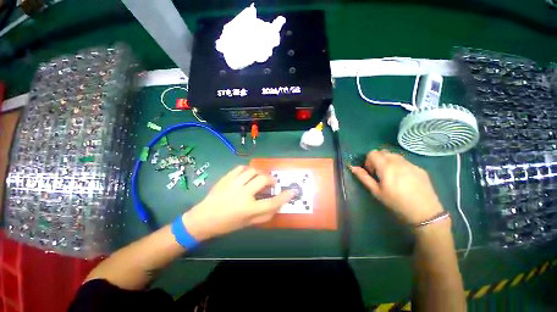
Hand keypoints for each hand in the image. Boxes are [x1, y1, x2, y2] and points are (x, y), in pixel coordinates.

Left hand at [182, 166, 295, 240]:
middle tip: (271, 183)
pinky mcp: (226, 178)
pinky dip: (248, 170)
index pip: (272, 202)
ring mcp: (233, 184)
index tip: (293, 191)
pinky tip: (247, 175)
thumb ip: (265, 214)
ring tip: (259, 178)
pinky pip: (241, 168)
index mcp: (248, 209)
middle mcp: (242, 194)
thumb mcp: (248, 223)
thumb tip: (278, 205)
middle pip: (263, 180)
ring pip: (253, 171)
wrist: (204, 218)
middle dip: (271, 180)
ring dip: (260, 173)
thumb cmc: (227, 224)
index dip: (284, 197)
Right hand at [350, 150, 443, 224]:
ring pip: (395, 155)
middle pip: (383, 152)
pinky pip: (405, 161)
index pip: (372, 153)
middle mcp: (399, 161)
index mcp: (386, 166)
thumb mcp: (376, 191)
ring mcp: (411, 164)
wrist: (425, 212)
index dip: (368, 161)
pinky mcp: (420, 168)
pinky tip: (404, 179)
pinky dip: (400, 165)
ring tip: (391, 175)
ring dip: (388, 161)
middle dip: (378, 159)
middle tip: (380, 173)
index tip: (372, 172)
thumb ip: (363, 177)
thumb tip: (352, 167)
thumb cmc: (396, 202)